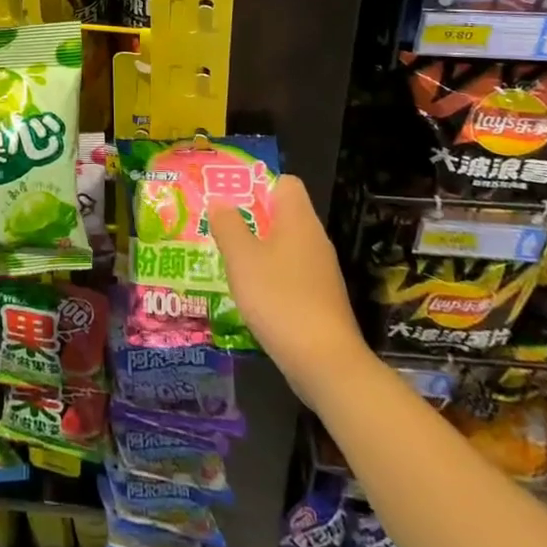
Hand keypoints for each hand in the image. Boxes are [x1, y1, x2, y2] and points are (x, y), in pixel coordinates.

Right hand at [209, 174, 373, 408]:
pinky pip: (292, 274)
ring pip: (286, 246)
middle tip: (220, 227)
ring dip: (259, 249)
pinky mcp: (321, 300)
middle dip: (252, 218)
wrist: (326, 363)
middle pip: (284, 214)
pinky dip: (271, 277)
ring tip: (229, 259)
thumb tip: (220, 201)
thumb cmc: (280, 299)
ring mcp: (321, 272)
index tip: (231, 197)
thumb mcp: (242, 259)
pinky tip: (251, 294)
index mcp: (299, 220)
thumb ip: (228, 225)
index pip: (286, 182)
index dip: (259, 184)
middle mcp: (315, 239)